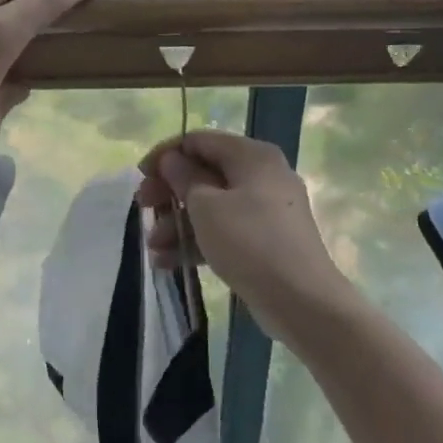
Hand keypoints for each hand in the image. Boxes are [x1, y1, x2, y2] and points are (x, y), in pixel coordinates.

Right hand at [138, 130, 353, 349]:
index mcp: (252, 156)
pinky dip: (198, 241)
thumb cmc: (250, 243)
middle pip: (204, 173)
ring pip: (211, 205)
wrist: (302, 301)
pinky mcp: (265, 241)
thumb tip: (172, 160)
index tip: (140, 176)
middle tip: (143, 210)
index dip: (166, 155)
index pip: (199, 140)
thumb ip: (183, 178)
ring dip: (178, 223)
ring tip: (153, 248)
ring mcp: (265, 210)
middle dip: (169, 193)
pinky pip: (224, 230)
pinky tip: (168, 262)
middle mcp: (262, 175)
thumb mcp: (206, 207)